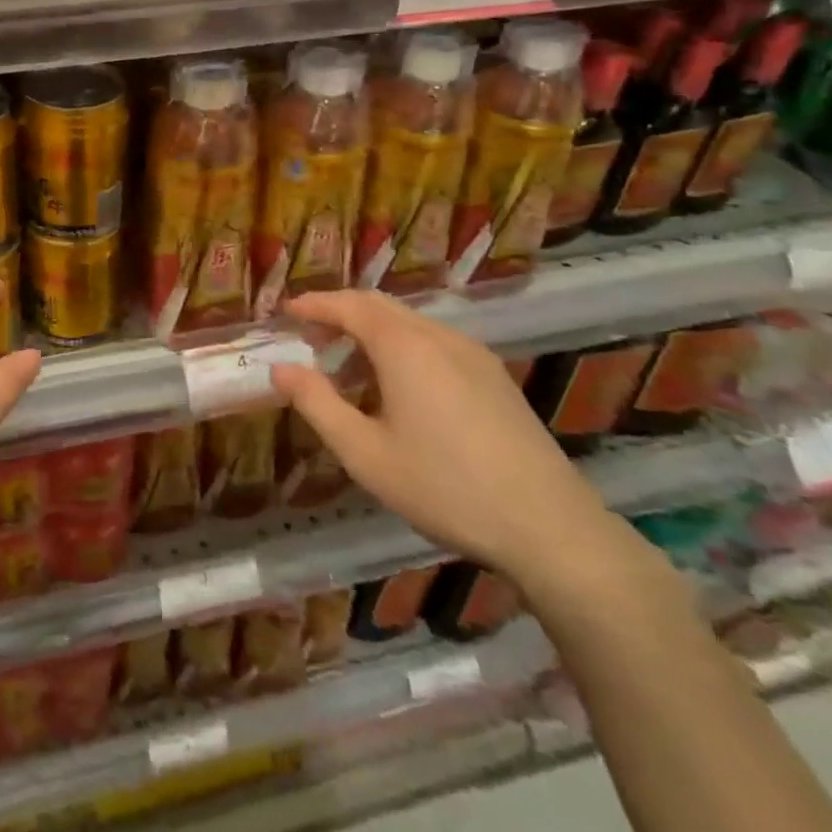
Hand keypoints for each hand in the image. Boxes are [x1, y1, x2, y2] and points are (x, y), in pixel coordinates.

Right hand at [269, 291, 617, 584]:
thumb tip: (281, 368)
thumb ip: (317, 404)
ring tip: (348, 366)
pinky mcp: (494, 375)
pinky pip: (434, 341)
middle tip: (310, 336)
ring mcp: (472, 353)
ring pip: (409, 322)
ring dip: (371, 330)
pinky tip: (399, 387)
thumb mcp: (365, 453)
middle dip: (340, 312)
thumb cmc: (445, 487)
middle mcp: (437, 335)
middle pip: (379, 305)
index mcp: (403, 345)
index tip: (286, 311)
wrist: (550, 527)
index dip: (313, 304)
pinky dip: (402, 345)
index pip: (348, 305)